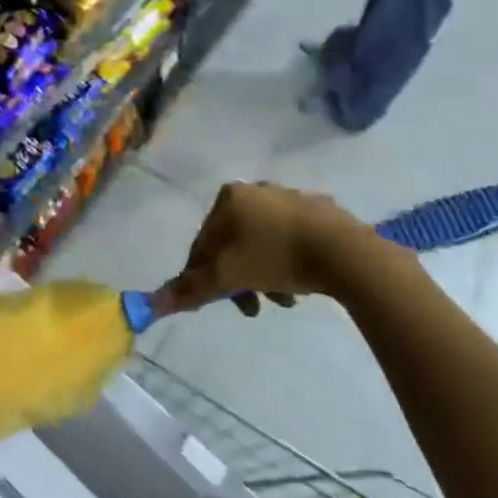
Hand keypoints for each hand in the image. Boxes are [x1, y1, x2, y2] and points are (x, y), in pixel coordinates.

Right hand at [155, 182, 407, 315]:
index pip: (203, 241)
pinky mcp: (321, 212)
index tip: (216, 301)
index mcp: (229, 197)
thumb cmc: (275, 257)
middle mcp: (256, 189)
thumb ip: (191, 289)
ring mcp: (290, 197)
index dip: (203, 275)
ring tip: (283, 301)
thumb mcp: (227, 278)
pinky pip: (293, 240)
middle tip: (252, 307)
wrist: (344, 252)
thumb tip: (153, 303)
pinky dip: (289, 263)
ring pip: (264, 244)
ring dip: (265, 275)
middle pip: (234, 243)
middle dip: (240, 278)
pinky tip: (301, 286)